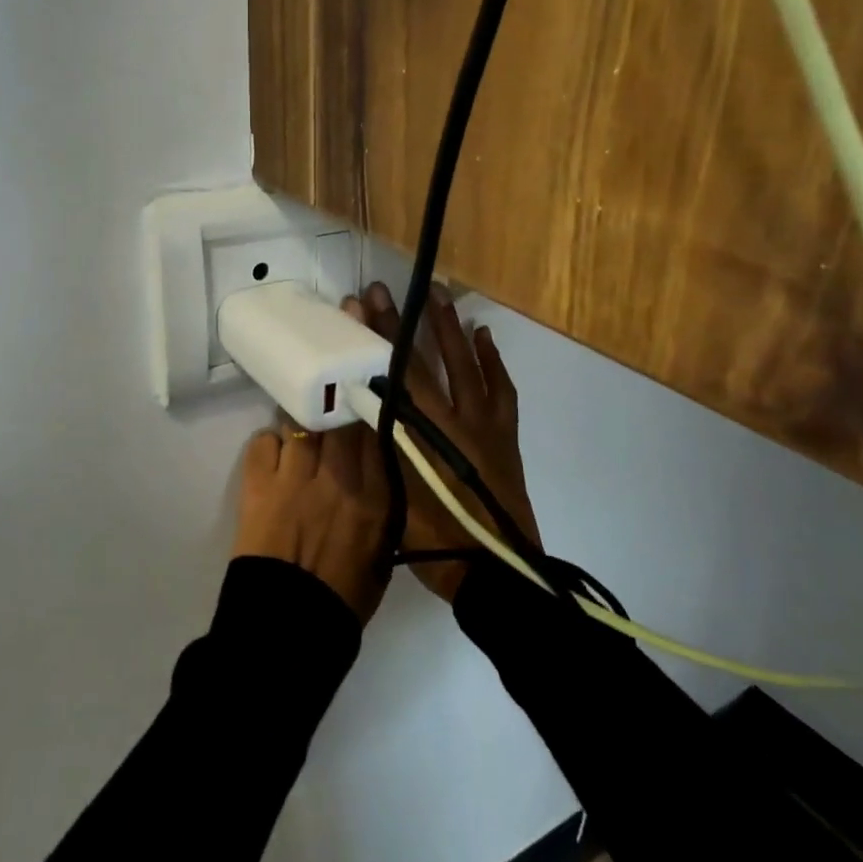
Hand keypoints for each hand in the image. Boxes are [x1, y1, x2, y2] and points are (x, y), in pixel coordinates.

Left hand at [233, 417, 389, 623]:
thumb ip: (385, 510)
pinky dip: (268, 444)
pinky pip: (263, 442)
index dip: (367, 418)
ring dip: (301, 426)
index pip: (375, 433)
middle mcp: (338, 478)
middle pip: (338, 420)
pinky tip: (273, 456)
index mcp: (375, 500)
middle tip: (330, 420)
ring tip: (299, 434)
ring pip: (300, 423)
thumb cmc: (343, 600)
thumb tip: (376, 476)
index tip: (362, 414)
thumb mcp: (383, 556)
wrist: (288, 629)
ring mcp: (295, 479)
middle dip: (335, 415)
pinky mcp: (258, 486)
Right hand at [345, 281, 540, 602]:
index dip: (374, 339)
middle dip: (401, 323)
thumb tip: (356, 407)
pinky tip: (483, 336)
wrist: (493, 571)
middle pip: (422, 363)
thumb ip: (377, 448)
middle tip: (385, 290)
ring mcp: (484, 424)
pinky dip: (493, 361)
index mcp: (420, 435)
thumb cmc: (434, 540)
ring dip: (449, 329)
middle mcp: (452, 419)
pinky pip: (502, 389)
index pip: (391, 376)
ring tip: (439, 295)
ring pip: (466, 366)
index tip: (360, 305)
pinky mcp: (505, 433)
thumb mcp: (391, 496)